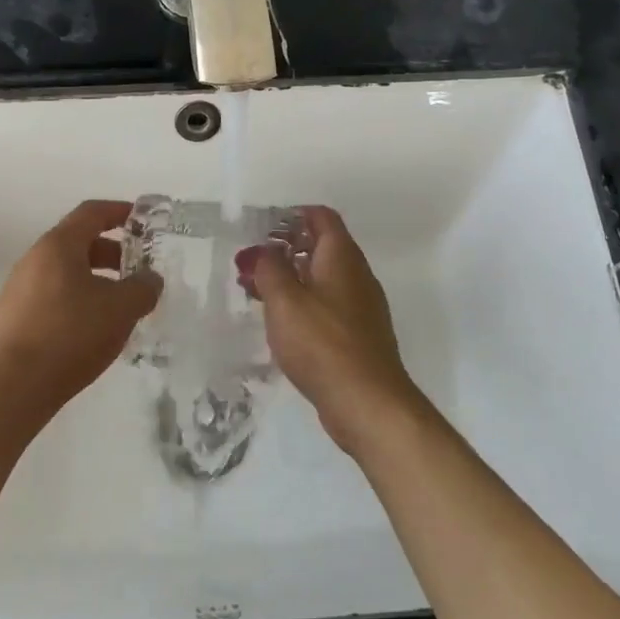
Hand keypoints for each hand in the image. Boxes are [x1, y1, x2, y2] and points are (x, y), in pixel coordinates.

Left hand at [0, 199, 161, 426]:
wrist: (10, 388)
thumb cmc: (69, 335)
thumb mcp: (120, 309)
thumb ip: (143, 288)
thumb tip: (150, 279)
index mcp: (58, 245)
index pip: (91, 212)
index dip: (119, 211)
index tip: (143, 219)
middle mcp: (35, 259)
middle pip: (79, 243)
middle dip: (113, 252)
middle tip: (139, 269)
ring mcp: (21, 290)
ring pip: (67, 273)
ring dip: (97, 280)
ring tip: (122, 305)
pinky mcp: (15, 319)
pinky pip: (55, 297)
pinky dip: (80, 301)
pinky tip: (95, 329)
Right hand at [239, 206, 421, 455]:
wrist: (368, 403)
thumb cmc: (323, 343)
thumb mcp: (285, 300)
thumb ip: (269, 268)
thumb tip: (263, 251)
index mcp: (341, 256)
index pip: (321, 217)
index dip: (292, 215)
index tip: (262, 227)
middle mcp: (356, 275)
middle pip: (321, 246)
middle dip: (285, 249)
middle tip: (251, 263)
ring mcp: (360, 307)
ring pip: (322, 278)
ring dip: (290, 279)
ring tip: (256, 292)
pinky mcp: (358, 335)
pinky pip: (326, 306)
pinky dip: (302, 304)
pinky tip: (280, 323)